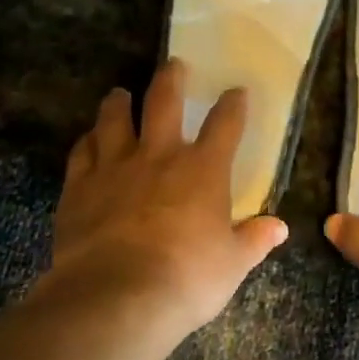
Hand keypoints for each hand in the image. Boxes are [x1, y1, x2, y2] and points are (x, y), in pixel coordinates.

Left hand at [41, 58, 287, 340]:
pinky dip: (87, 142)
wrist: (117, 296)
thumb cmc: (187, 278)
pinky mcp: (79, 188)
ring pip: (114, 120)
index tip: (237, 91)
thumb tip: (279, 228)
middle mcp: (159, 156)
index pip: (225, 125)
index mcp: (203, 170)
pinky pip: (81, 153)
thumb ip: (253, 240)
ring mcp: (114, 168)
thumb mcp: (232, 264)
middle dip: (171, 79)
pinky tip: (88, 140)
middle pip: (164, 103)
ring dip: (119, 103)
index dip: (233, 105)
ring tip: (120, 93)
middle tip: (173, 64)